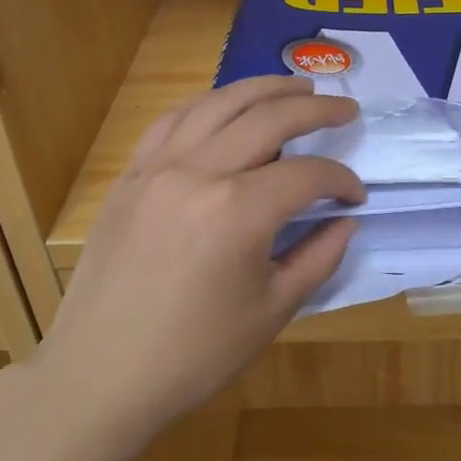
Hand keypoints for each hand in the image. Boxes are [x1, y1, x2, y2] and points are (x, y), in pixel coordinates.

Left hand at [44, 76, 364, 429]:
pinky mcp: (129, 178)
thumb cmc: (196, 354)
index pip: (306, 175)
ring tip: (295, 86)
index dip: (340, 181)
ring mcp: (156, 169)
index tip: (356, 196)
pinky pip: (172, 122)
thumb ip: (318, 257)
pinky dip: (207, 106)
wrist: (103, 374)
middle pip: (267, 118)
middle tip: (345, 108)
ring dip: (261, 89)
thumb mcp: (272, 311)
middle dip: (315, 109)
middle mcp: (197, 172)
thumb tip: (345, 221)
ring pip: (216, 105)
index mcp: (238, 211)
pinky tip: (225, 108)